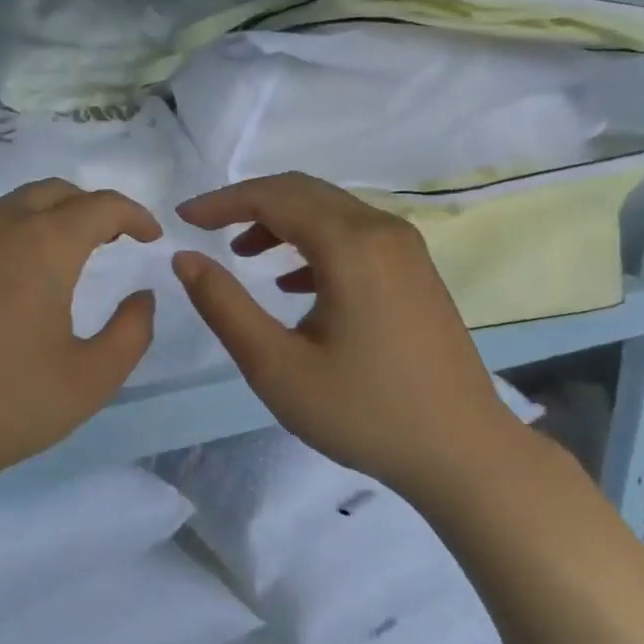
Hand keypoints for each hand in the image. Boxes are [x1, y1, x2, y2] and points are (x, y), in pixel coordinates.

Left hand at [0, 179, 160, 496]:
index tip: (149, 236)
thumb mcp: (92, 379)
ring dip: (39, 223)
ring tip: (52, 262)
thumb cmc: (8, 406)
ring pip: (4, 210)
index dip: (133, 214)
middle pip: (51, 192)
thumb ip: (133, 330)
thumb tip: (142, 296)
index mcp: (42, 245)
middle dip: (87, 207)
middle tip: (107, 238)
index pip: (100, 206)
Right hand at [173, 173, 530, 497]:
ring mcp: (406, 250)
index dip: (222, 202)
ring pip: (330, 211)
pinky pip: (354, 235)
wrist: (461, 451)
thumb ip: (225, 306)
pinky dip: (314, 244)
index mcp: (351, 245)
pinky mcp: (415, 272)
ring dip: (281, 222)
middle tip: (206, 229)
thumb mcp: (277, 366)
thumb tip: (185, 258)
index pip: (273, 197)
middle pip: (303, 192)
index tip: (182, 218)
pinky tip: (293, 282)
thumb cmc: (363, 411)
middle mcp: (382, 230)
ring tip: (244, 255)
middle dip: (248, 204)